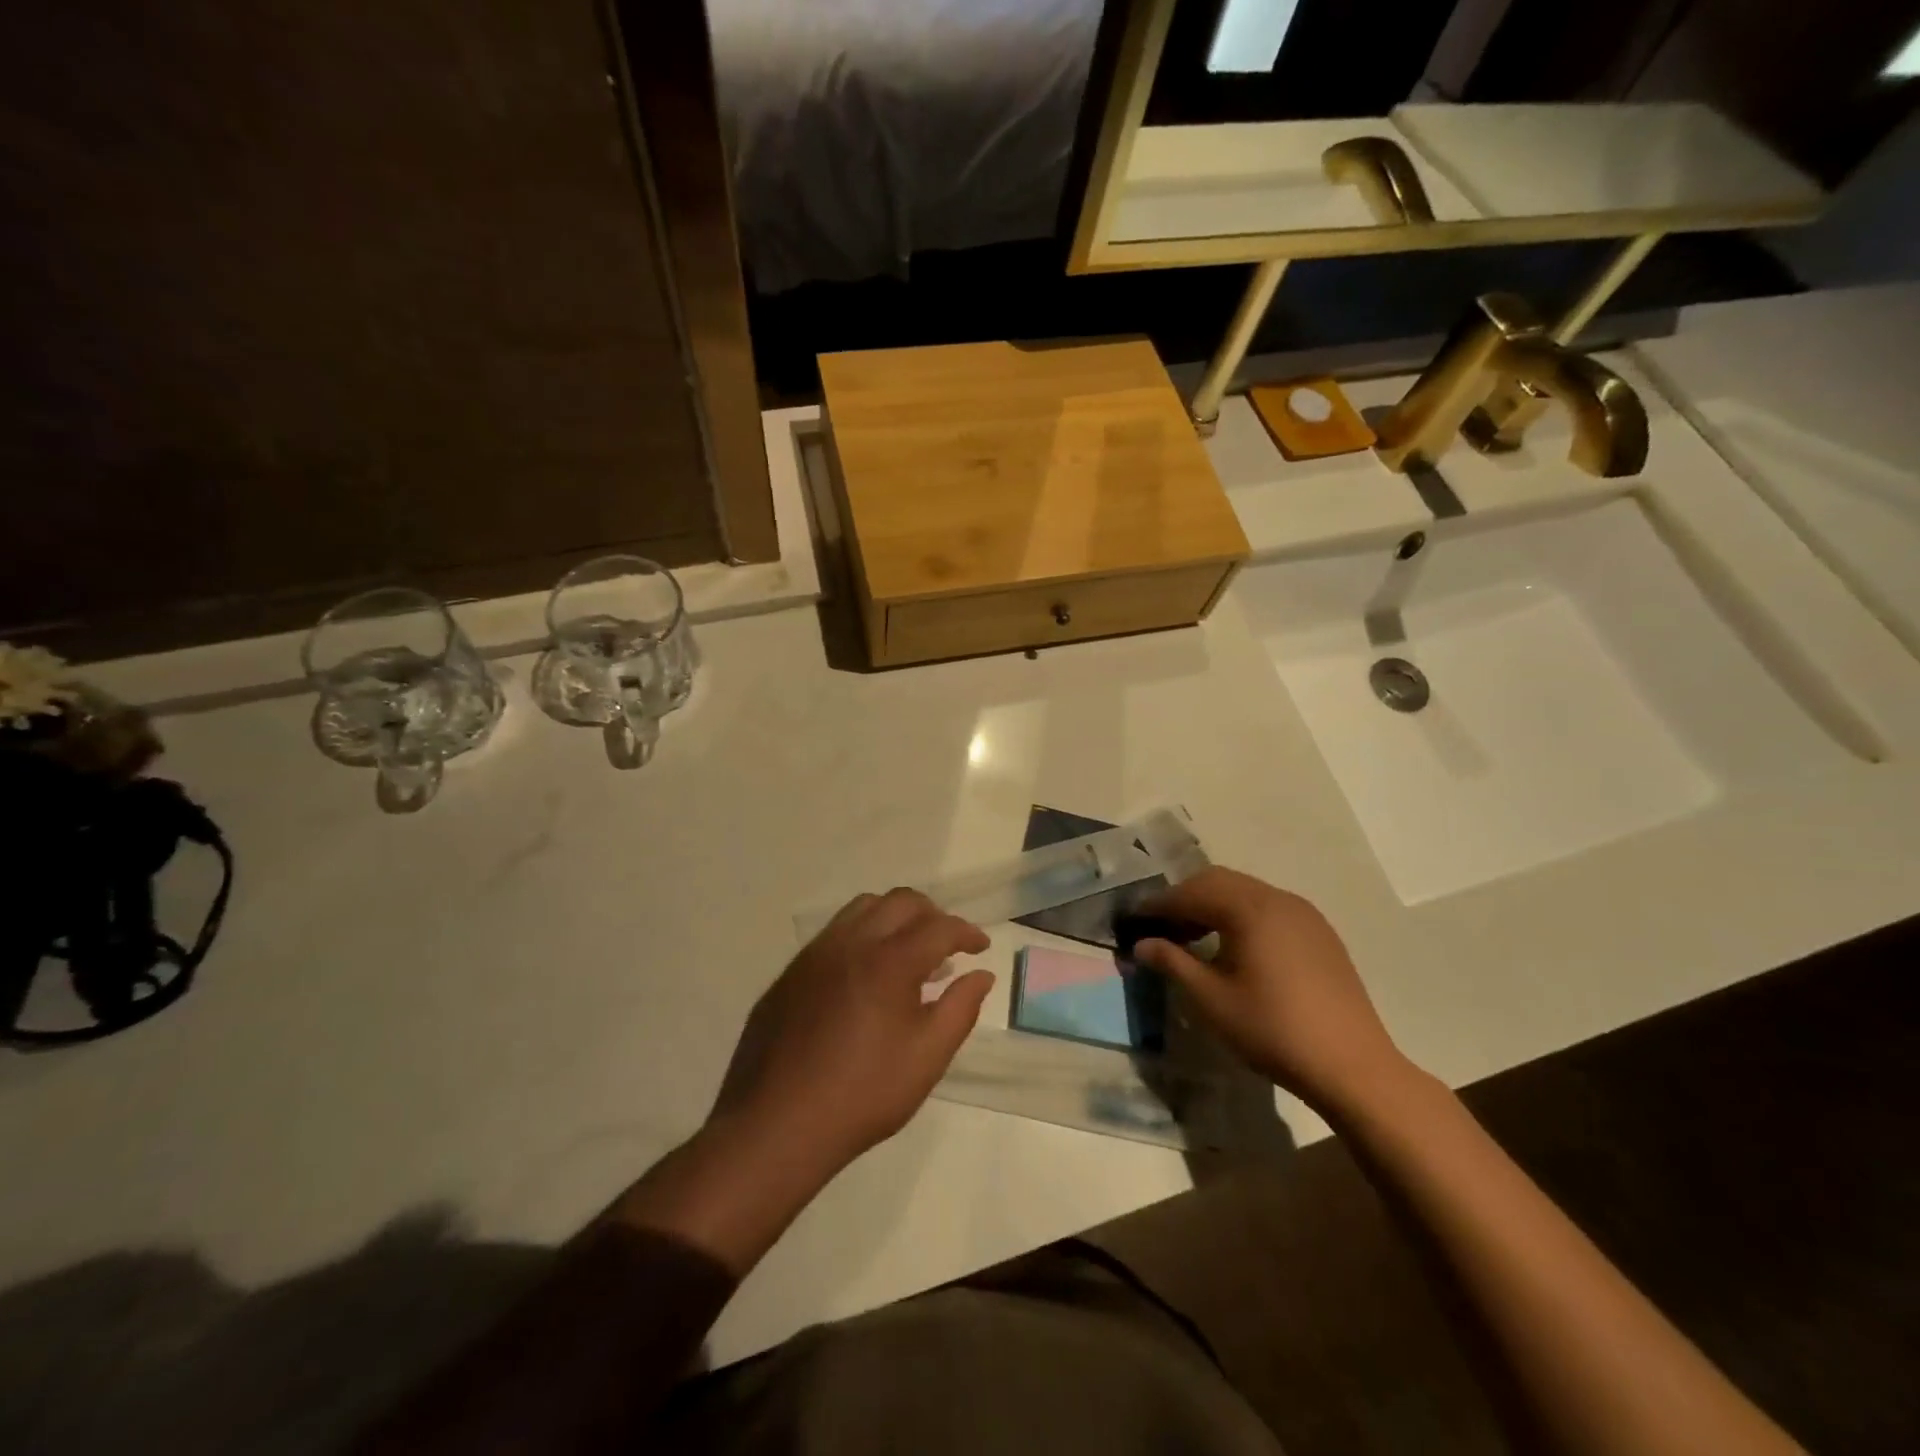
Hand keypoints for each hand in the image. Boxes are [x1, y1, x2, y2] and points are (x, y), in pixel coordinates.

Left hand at [711, 889, 992, 1171]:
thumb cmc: (863, 1094)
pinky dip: (863, 934)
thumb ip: (960, 1009)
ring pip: (863, 908)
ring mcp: (816, 953)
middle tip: (948, 944)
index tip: (981, 948)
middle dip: (932, 914)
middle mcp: (852, 942)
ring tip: (908, 952)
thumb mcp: (927, 1058)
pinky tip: (865, 974)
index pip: (939, 926)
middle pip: (901, 902)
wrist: (776, 1124)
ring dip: (894, 917)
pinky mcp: (792, 970)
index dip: (966, 932)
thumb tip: (981, 975)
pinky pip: (834, 932)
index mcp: (889, 961)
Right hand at [1131, 867, 1407, 1114]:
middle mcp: (1277, 898)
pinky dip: (1240, 915)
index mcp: (1249, 908)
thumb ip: (1172, 963)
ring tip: (1192, 938)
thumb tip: (1141, 944)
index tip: (1132, 920)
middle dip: (1184, 898)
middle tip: (1160, 927)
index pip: (1190, 893)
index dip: (1157, 905)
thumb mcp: (1211, 1000)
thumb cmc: (1273, 1030)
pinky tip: (1234, 947)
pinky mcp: (1319, 933)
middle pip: (1218, 881)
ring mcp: (1303, 913)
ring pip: (1245, 891)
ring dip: (1212, 905)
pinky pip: (1268, 907)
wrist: (1352, 1066)